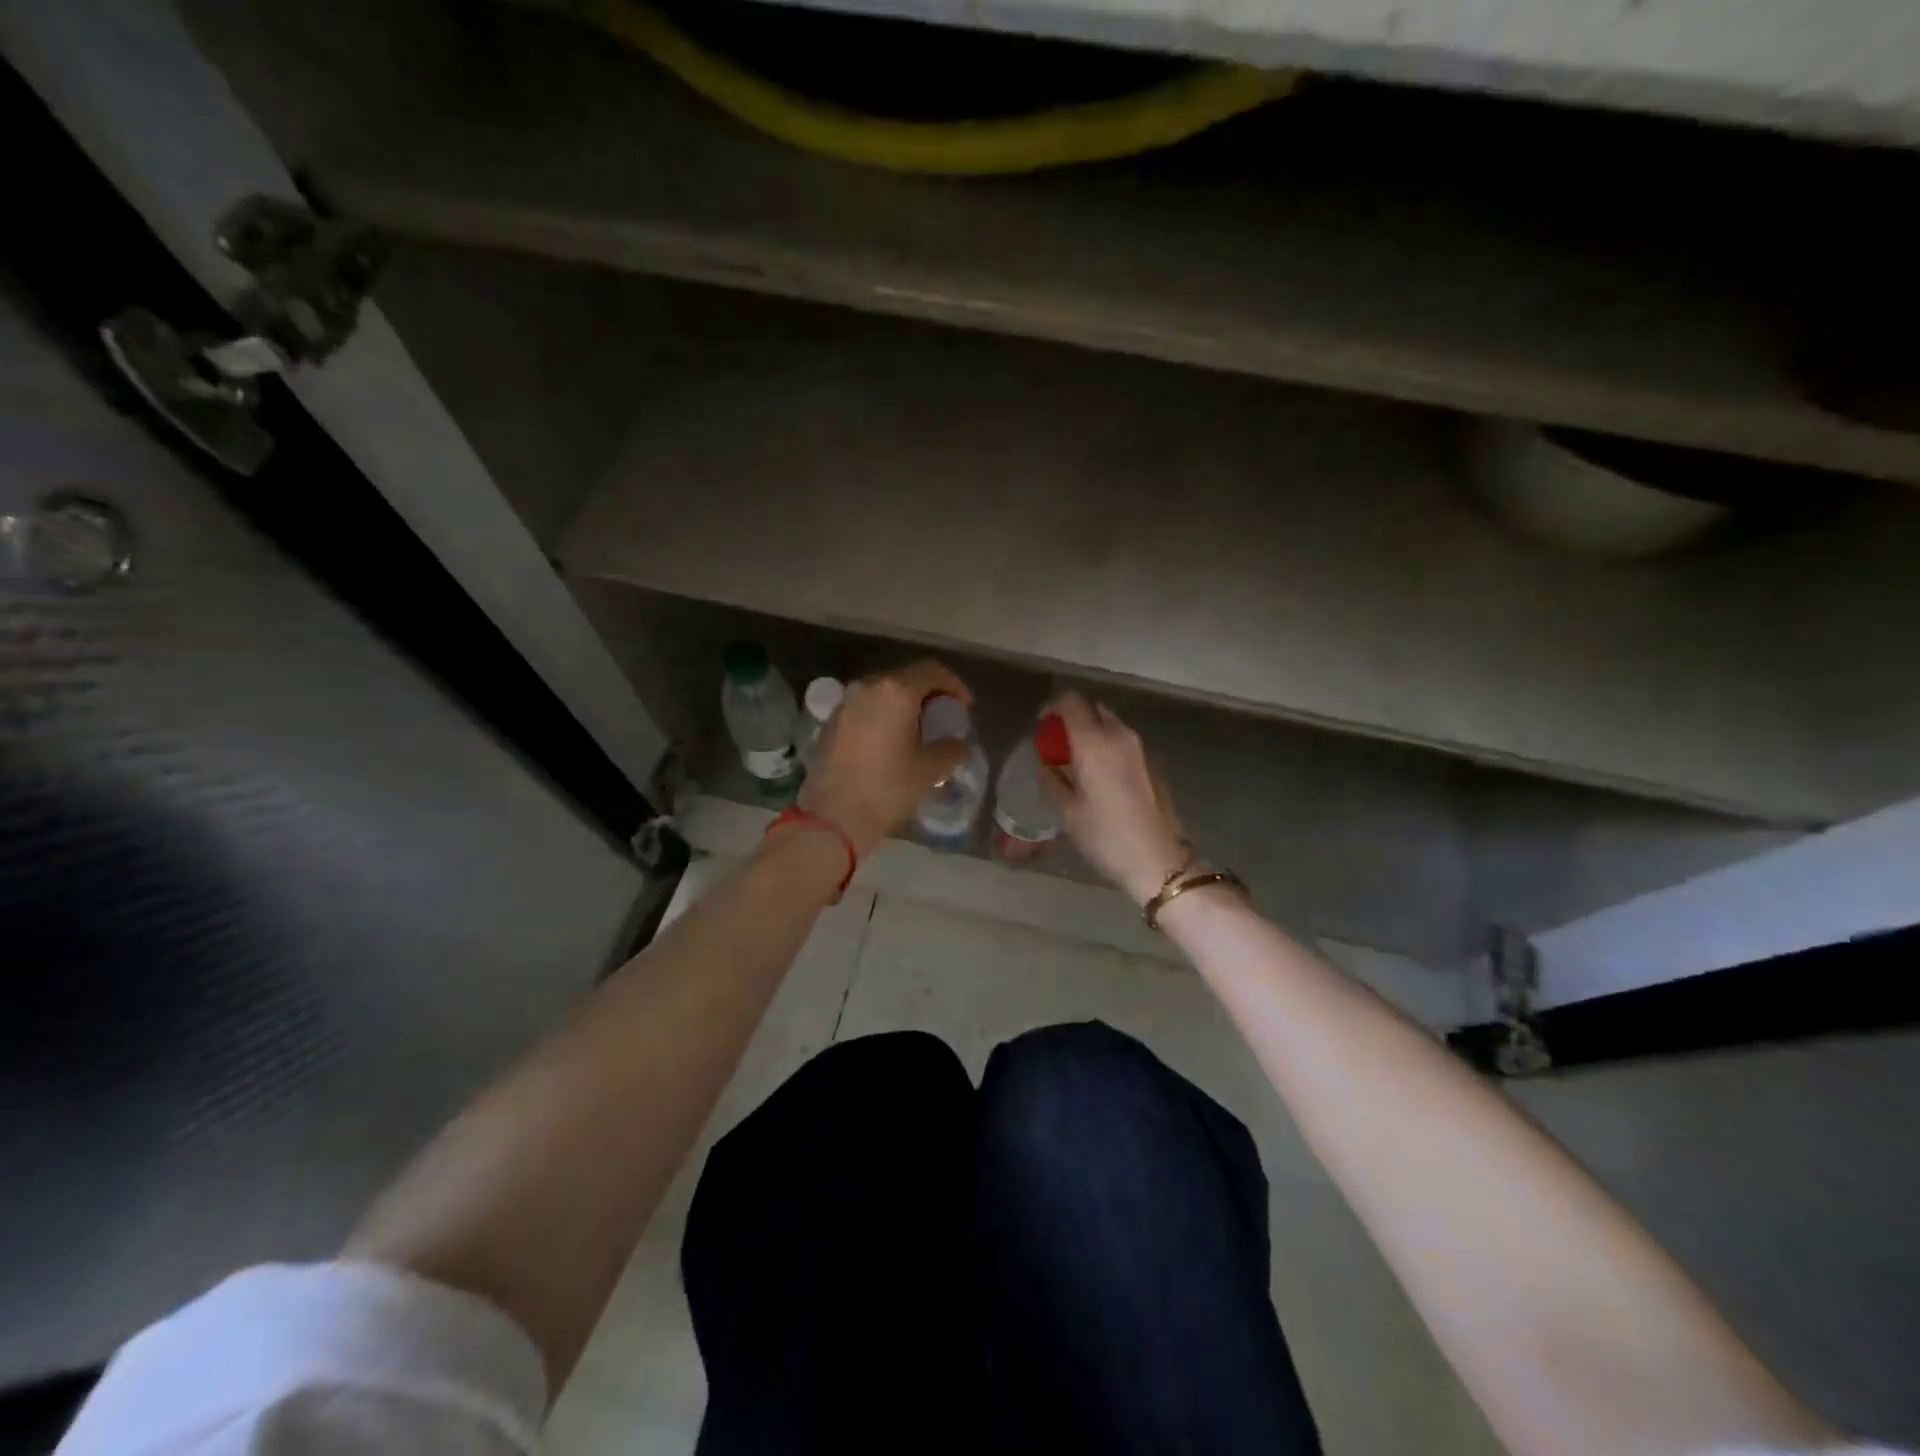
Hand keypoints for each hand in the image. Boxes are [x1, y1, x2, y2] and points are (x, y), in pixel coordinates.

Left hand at [796, 659, 972, 859]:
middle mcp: (868, 687)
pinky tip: (890, 742)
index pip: (931, 671)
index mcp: (896, 691)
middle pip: (905, 678)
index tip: (964, 707)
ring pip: (882, 693)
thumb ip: (951, 749)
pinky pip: (864, 709)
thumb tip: (958, 743)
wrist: (833, 816)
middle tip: (942, 718)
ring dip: (903, 705)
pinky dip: (882, 717)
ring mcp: (845, 703)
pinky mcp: (831, 723)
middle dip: (928, 694)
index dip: (954, 685)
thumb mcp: (929, 770)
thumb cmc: (887, 788)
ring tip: (917, 731)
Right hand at [1040, 693, 1192, 903]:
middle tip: (1057, 742)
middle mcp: (1118, 735)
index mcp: (1093, 743)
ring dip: (1091, 730)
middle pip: (1092, 708)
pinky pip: (1121, 739)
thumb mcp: (1067, 812)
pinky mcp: (1151, 761)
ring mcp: (1138, 747)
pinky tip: (1097, 772)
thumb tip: (1044, 764)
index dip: (1052, 708)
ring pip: (1109, 722)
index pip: (1070, 702)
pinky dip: (1106, 744)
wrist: (1158, 859)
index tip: (1041, 726)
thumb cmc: (1106, 836)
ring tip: (1075, 758)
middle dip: (1072, 718)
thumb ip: (1051, 780)